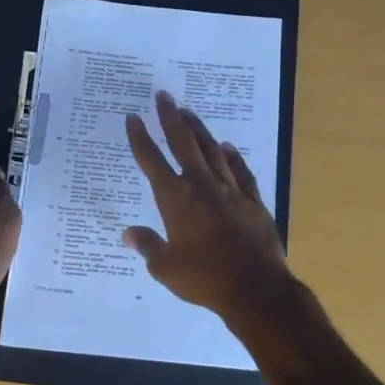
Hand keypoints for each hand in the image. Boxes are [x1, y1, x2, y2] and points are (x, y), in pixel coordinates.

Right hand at [123, 90, 293, 321]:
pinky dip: (232, 157)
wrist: (255, 288)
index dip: (140, 138)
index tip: (133, 118)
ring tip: (188, 113)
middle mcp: (202, 186)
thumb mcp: (165, 267)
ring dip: (199, 130)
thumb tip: (128, 233)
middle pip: (183, 143)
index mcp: (175, 199)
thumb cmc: (204, 279)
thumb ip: (147, 246)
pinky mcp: (253, 201)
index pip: (152, 161)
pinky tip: (227, 147)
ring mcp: (230, 191)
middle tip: (163, 96)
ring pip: (212, 151)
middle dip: (171, 118)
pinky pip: (241, 171)